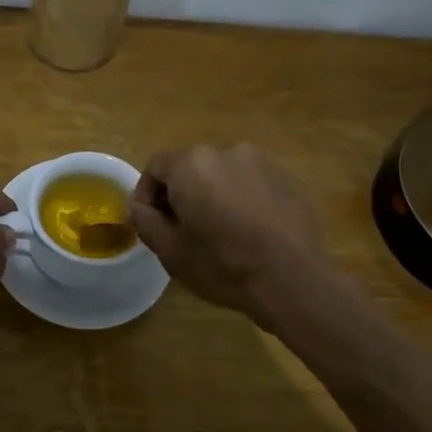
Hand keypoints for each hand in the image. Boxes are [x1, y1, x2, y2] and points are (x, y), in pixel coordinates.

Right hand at [127, 143, 328, 321]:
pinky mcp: (287, 179)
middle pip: (190, 168)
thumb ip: (145, 220)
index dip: (146, 196)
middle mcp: (226, 151)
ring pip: (222, 175)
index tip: (151, 224)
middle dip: (181, 194)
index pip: (155, 167)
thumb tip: (138, 206)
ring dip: (213, 196)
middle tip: (182, 231)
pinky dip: (241, 201)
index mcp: (192, 164)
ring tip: (218, 232)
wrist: (293, 279)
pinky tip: (248, 233)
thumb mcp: (170, 250)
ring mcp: (262, 163)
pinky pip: (251, 184)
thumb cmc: (222, 265)